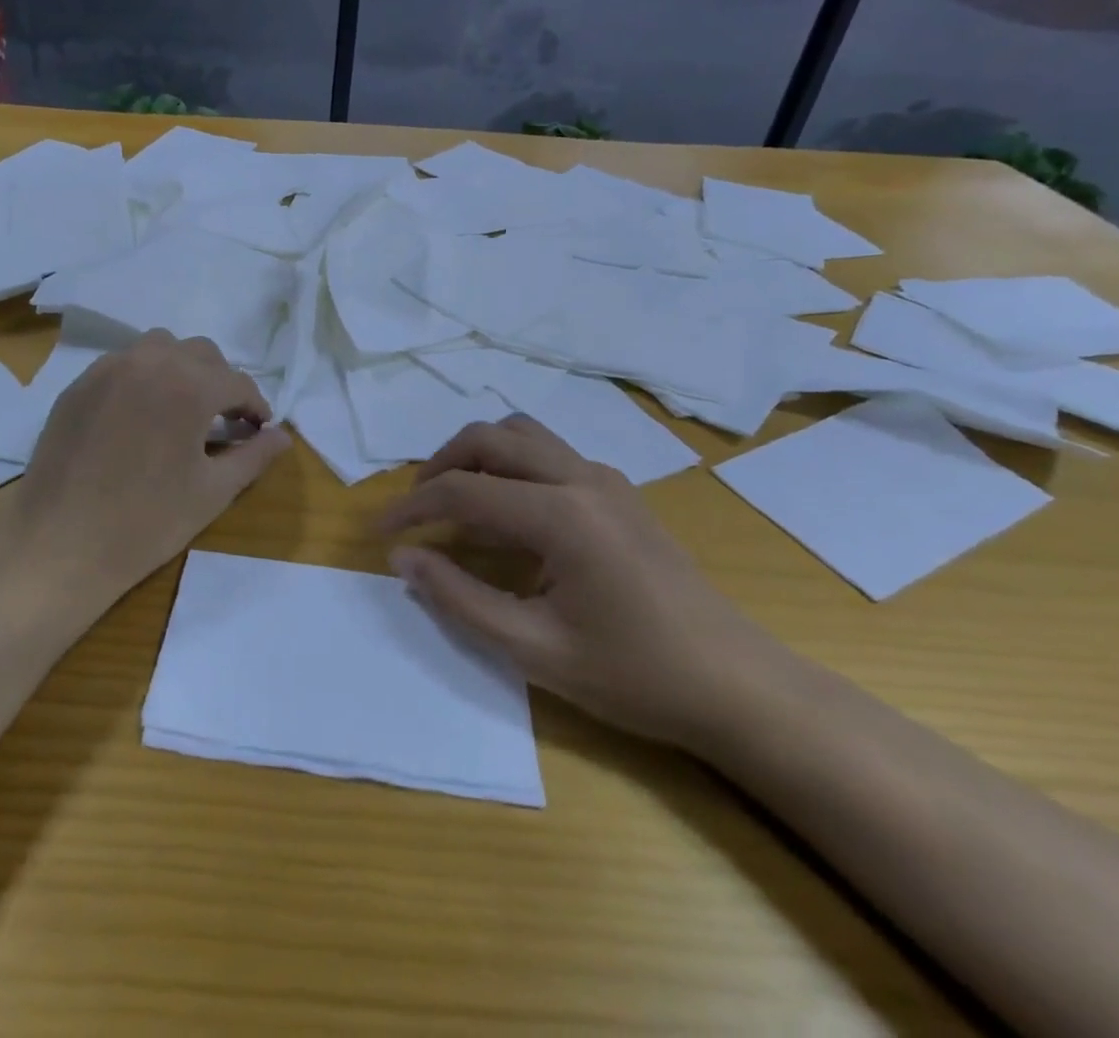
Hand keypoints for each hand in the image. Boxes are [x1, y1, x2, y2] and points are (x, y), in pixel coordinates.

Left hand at [11, 330, 290, 604]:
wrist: (60, 544)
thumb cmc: (147, 522)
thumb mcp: (212, 492)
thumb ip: (254, 456)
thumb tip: (284, 436)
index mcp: (189, 386)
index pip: (237, 382)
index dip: (255, 406)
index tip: (259, 430)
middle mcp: (149, 362)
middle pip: (200, 353)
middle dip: (220, 381)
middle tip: (223, 421)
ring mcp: (108, 369)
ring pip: (158, 347)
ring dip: (180, 369)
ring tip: (181, 408)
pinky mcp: (78, 385)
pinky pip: (122, 364)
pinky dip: (142, 378)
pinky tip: (139, 416)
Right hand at [378, 415, 777, 749]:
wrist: (738, 686)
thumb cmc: (636, 676)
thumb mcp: (534, 649)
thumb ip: (459, 599)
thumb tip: (404, 559)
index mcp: (561, 514)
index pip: (463, 489)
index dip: (412, 508)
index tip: (380, 534)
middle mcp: (581, 477)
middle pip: (488, 437)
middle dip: (440, 465)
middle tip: (416, 511)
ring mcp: (605, 479)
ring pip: (521, 434)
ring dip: (477, 456)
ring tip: (456, 503)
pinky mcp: (618, 491)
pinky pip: (548, 454)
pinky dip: (510, 467)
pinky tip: (508, 516)